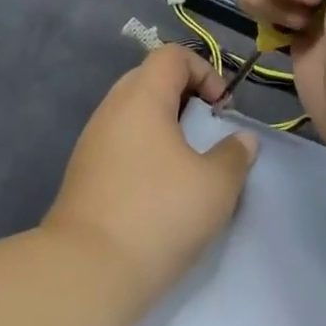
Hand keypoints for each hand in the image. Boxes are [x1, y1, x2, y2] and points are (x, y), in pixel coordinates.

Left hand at [42, 45, 257, 307]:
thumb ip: (235, 154)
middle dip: (185, 97)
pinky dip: (145, 149)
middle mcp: (111, 109)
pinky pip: (120, 141)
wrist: (88, 271)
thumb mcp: (216, 185)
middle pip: (150, 79)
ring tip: (188, 162)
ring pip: (134, 113)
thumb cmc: (159, 214)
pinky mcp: (84, 172)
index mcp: (141, 97)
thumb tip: (242, 139)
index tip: (222, 109)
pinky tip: (160, 187)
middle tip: (207, 130)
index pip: (172, 55)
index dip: (204, 70)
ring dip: (165, 126)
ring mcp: (92, 141)